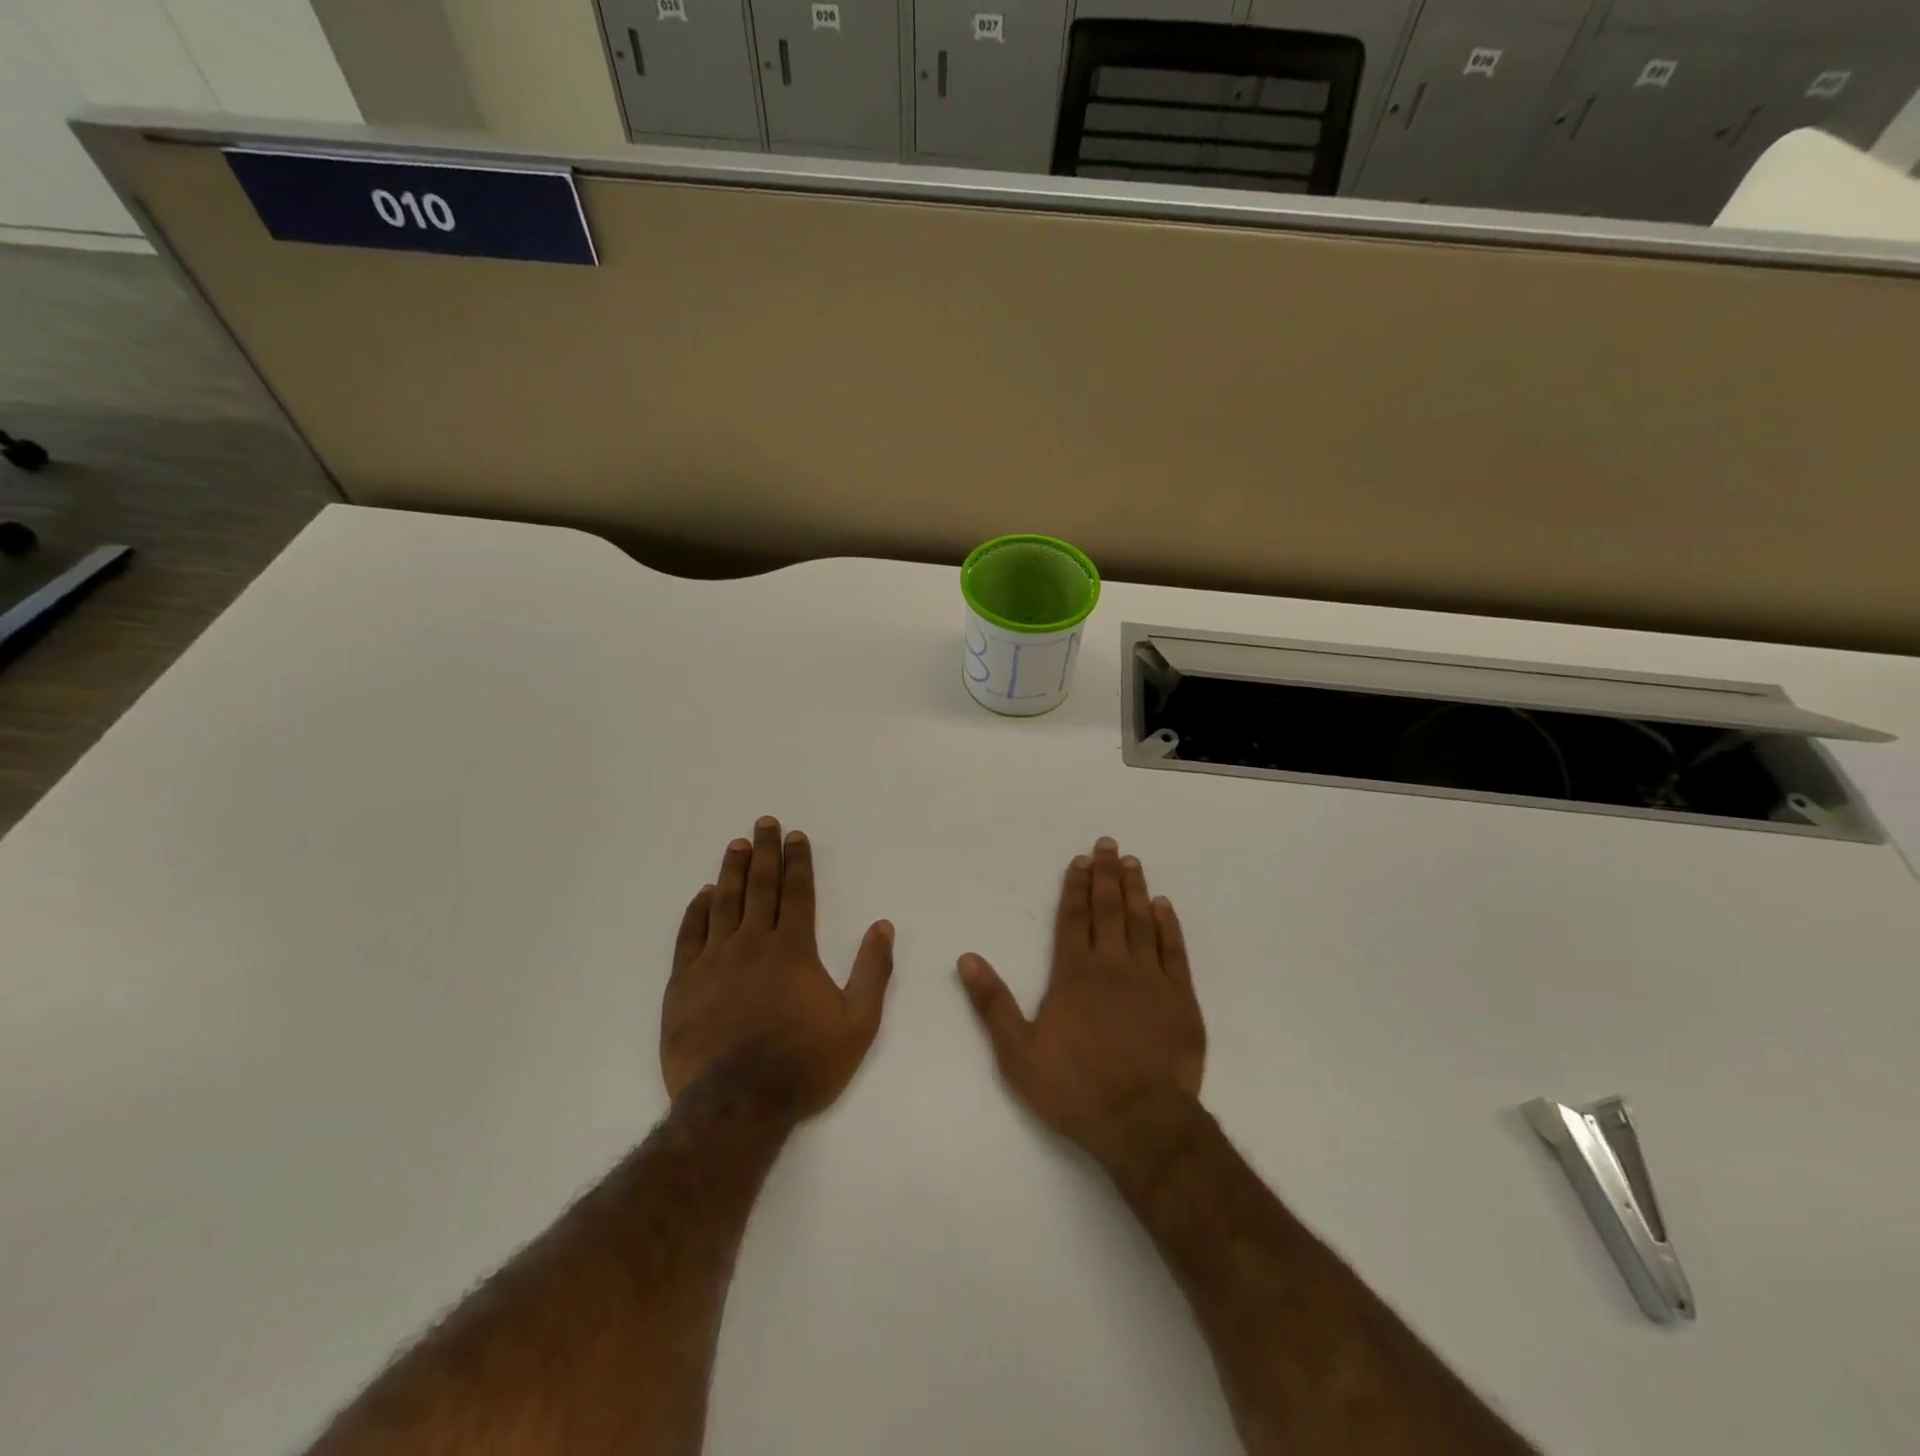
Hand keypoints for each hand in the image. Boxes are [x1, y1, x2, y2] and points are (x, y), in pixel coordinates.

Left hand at [664, 816, 893, 1117]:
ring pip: (723, 902)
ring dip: (731, 870)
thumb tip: (883, 926)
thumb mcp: (857, 1023)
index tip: (795, 836)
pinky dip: (696, 910)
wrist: (738, 1104)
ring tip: (736, 845)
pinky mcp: (684, 983)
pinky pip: (690, 935)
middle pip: (759, 886)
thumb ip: (873, 971)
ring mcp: (714, 961)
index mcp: (793, 949)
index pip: (797, 892)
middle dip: (765, 852)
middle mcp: (753, 943)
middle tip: (764, 823)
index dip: (798, 861)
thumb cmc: (804, 1063)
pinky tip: (702, 894)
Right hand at [957, 837, 1204, 1158]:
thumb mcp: (1018, 1052)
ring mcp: (1150, 979)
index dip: (1075, 887)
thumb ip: (993, 1003)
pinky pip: (1174, 950)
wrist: (1141, 1123)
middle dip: (1106, 874)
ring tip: (1132, 862)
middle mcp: (1111, 965)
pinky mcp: (1180, 998)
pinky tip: (1163, 906)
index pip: (1072, 918)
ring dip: (1135, 889)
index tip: (1079, 860)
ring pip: (1141, 921)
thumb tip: (966, 959)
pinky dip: (1168, 925)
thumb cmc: (1074, 1088)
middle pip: (1108, 909)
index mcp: (1073, 974)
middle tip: (1108, 844)